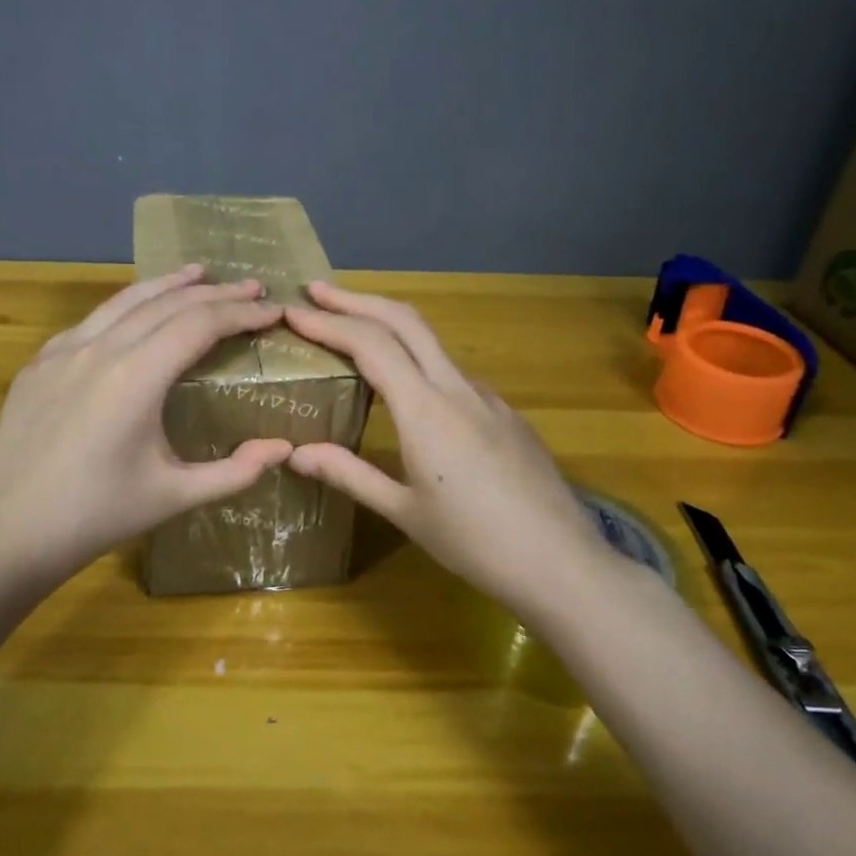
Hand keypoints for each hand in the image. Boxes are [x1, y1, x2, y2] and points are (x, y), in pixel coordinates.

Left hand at [0, 266, 293, 585]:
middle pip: (167, 303)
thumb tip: (283, 448)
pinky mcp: (38, 363)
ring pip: (124, 300)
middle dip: (215, 293)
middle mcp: (100, 349)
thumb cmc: (97, 515)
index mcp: (136, 376)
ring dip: (167, 285)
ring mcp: (63, 351)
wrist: (9, 532)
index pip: (200, 324)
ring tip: (199, 274)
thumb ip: (235, 471)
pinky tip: (136, 312)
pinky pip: (91, 321)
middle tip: (251, 287)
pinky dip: (125, 307)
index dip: (240, 313)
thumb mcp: (174, 496)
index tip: (272, 310)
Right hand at [283, 282, 618, 617]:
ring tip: (352, 331)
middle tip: (317, 292)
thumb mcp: (403, 511)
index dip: (328, 323)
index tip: (293, 311)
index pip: (370, 344)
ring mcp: (488, 398)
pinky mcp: (507, 414)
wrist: (562, 563)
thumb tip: (296, 454)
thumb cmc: (475, 543)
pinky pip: (454, 375)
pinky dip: (418, 362)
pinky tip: (409, 392)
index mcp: (425, 410)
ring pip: (432, 343)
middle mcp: (457, 389)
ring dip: (388, 325)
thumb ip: (349, 474)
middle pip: (404, 320)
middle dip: (358, 299)